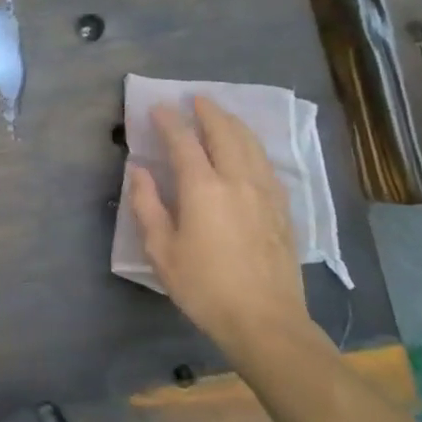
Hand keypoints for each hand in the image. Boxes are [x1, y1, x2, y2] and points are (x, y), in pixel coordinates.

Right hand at [126, 96, 314, 374]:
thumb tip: (138, 170)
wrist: (266, 322)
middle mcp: (237, 180)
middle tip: (195, 99)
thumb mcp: (161, 250)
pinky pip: (266, 164)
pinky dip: (253, 146)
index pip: (183, 142)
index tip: (157, 107)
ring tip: (222, 115)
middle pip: (224, 133)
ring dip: (233, 124)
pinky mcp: (283, 210)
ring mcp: (265, 193)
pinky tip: (248, 151)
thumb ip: (147, 205)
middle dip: (208, 112)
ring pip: (251, 144)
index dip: (169, 121)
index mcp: (203, 188)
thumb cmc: (204, 287)